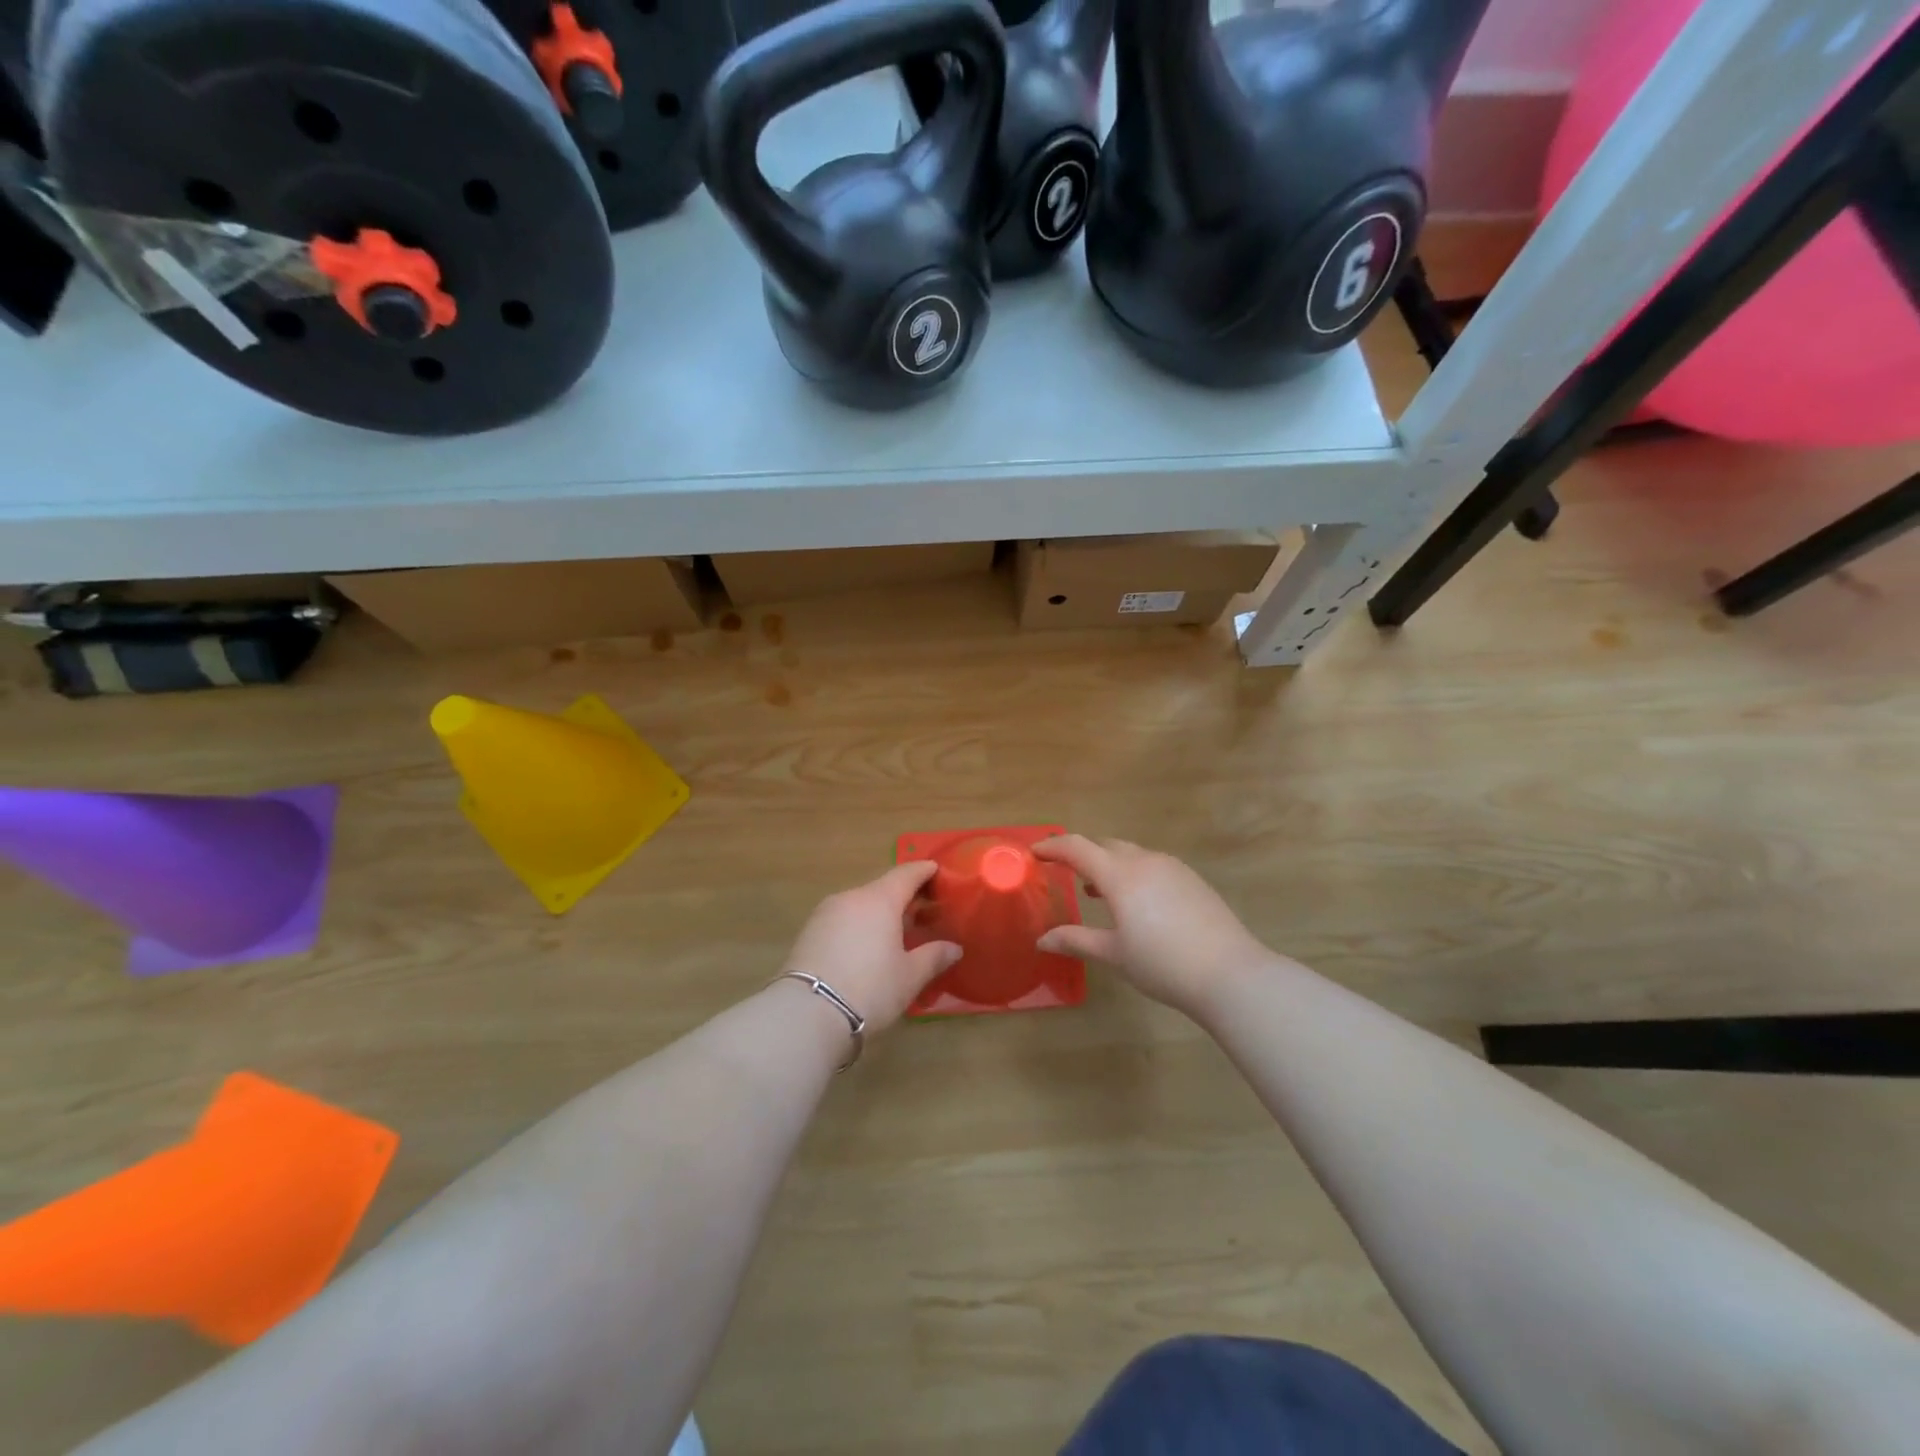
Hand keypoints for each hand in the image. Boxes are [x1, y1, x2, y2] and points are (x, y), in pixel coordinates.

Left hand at [785, 862, 961, 1033]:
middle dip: (904, 896)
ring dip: (880, 913)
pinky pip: (844, 919)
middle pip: (882, 888)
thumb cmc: (870, 988)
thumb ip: (934, 956)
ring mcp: (826, 913)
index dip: (924, 871)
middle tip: (924, 910)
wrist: (807, 1013)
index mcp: (880, 900)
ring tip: (896, 932)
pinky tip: (867, 946)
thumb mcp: (910, 976)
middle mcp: (851, 897)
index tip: (937, 870)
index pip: (906, 874)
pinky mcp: (809, 932)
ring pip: (861, 904)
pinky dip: (860, 925)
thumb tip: (954, 948)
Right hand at [1033, 836, 1271, 1019]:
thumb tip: (1042, 940)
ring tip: (1096, 891)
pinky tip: (1136, 902)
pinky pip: (1152, 865)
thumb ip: (1076, 941)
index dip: (1053, 847)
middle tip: (1063, 871)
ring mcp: (1172, 867)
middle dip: (1081, 854)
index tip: (1034, 852)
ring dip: (1109, 864)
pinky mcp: (1192, 879)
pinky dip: (1133, 873)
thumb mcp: (1113, 954)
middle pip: (1105, 845)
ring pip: (1131, 854)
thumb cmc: (1162, 964)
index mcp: (1119, 875)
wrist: (1230, 973)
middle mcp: (1145, 861)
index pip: (1077, 848)